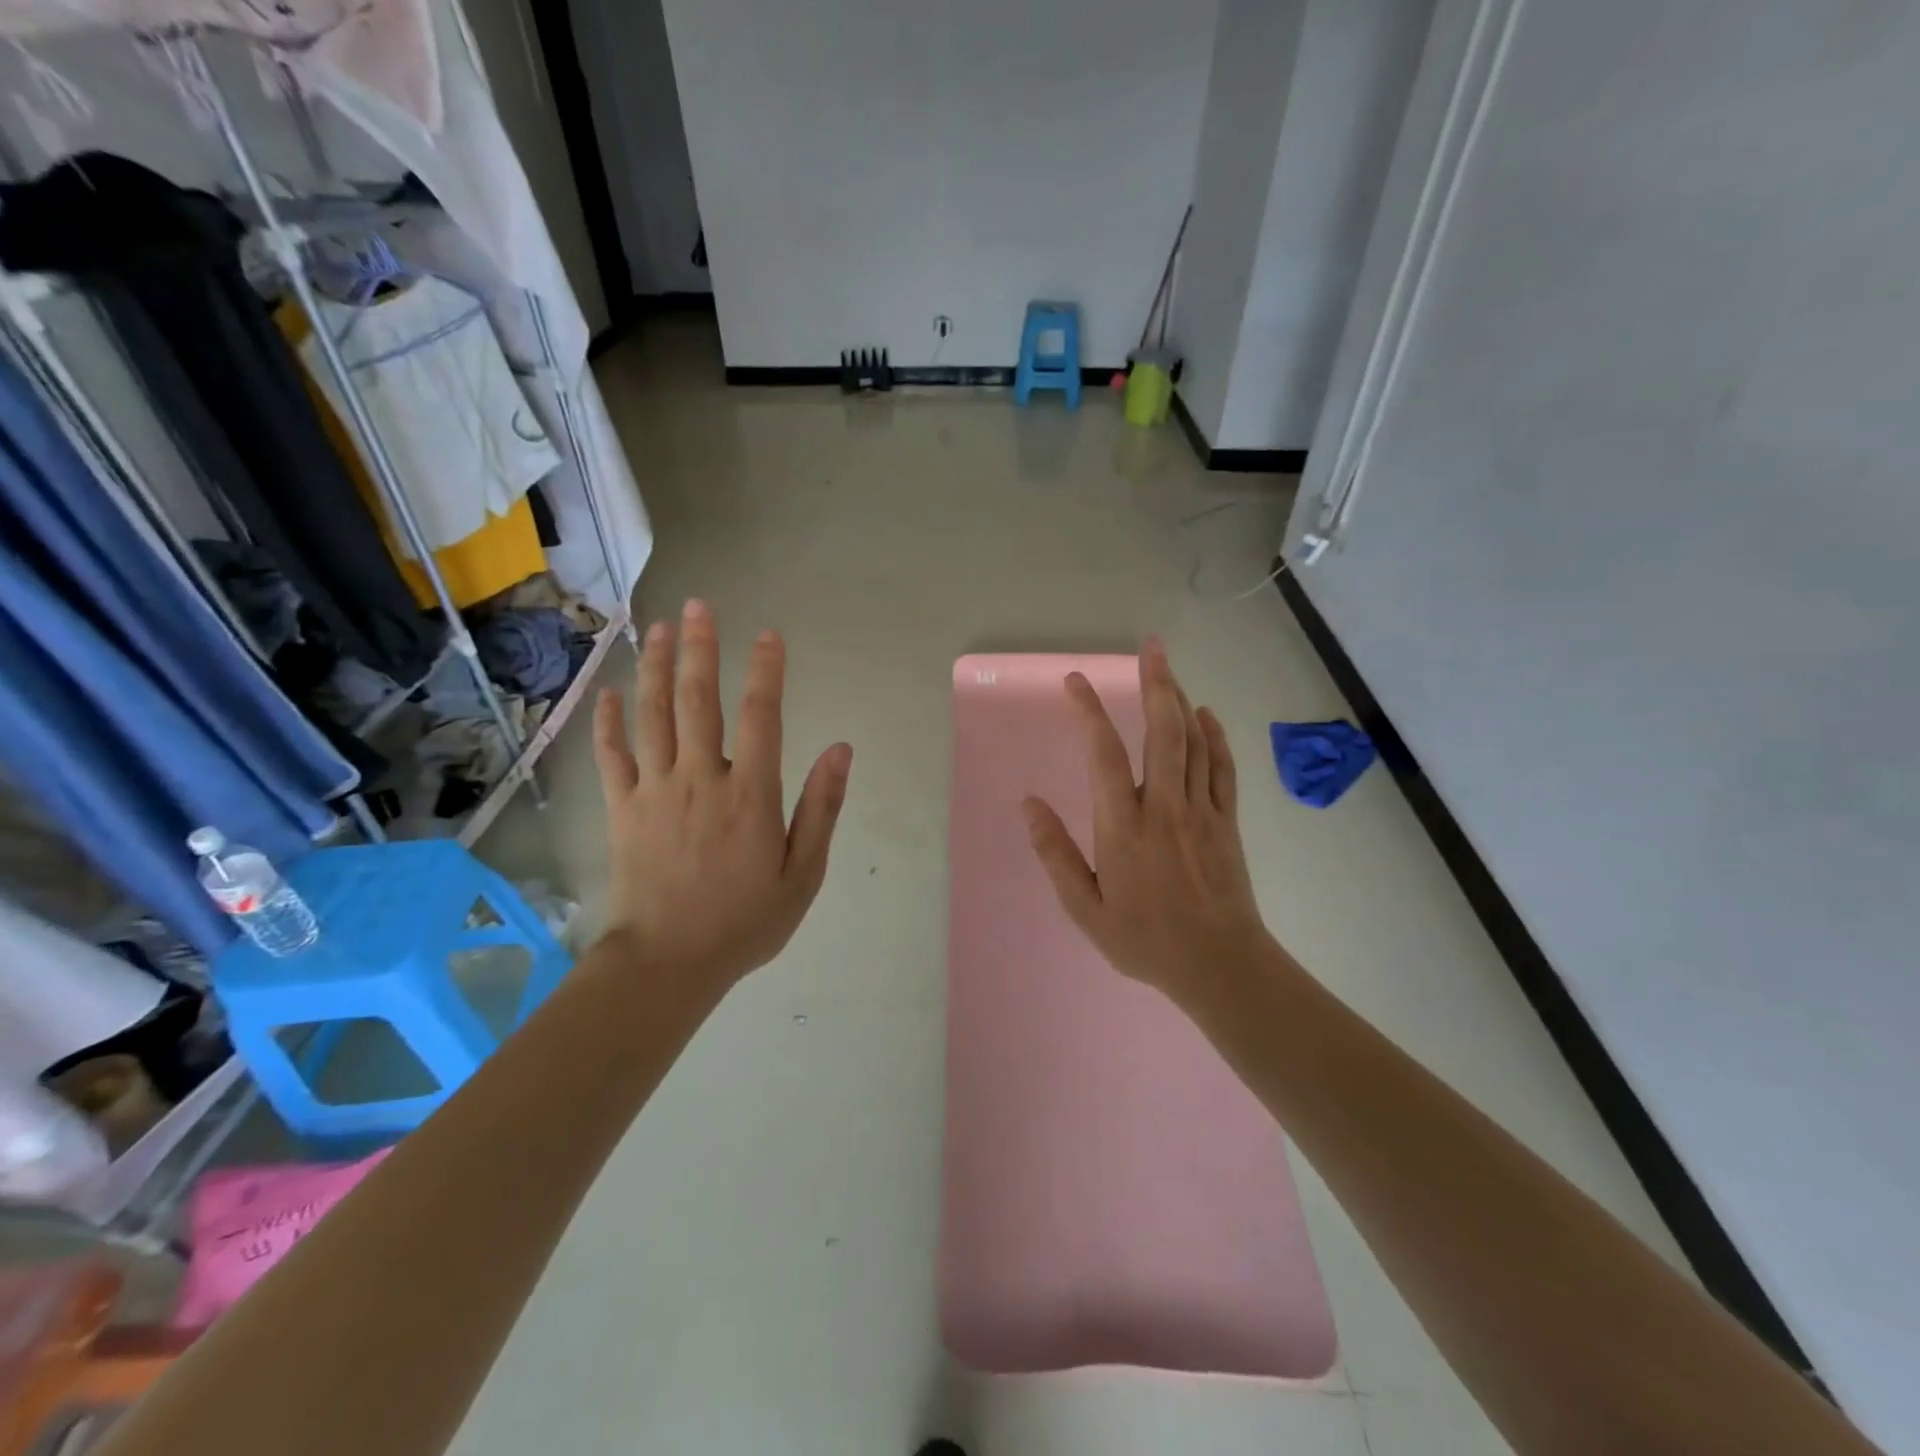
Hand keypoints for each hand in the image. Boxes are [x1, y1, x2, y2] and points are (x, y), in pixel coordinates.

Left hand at [592, 599, 852, 993]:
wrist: (666, 963)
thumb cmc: (744, 921)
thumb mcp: (803, 874)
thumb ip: (821, 808)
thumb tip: (841, 750)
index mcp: (750, 794)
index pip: (761, 716)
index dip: (766, 671)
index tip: (769, 635)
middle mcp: (700, 779)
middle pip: (699, 701)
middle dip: (700, 649)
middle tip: (698, 605)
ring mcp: (654, 791)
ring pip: (654, 716)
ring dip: (657, 668)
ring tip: (659, 628)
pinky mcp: (621, 809)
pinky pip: (612, 756)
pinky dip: (609, 723)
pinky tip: (610, 693)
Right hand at [1023, 638, 1272, 1008]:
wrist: (1220, 965)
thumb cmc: (1144, 939)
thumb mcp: (1085, 908)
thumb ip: (1055, 854)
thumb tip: (1028, 804)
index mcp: (1123, 827)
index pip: (1103, 754)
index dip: (1089, 712)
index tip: (1075, 682)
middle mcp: (1163, 807)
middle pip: (1161, 732)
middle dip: (1155, 683)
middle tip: (1150, 646)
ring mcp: (1201, 811)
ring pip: (1194, 742)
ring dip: (1180, 699)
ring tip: (1168, 667)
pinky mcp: (1227, 821)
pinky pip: (1222, 767)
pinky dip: (1215, 735)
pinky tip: (1206, 714)